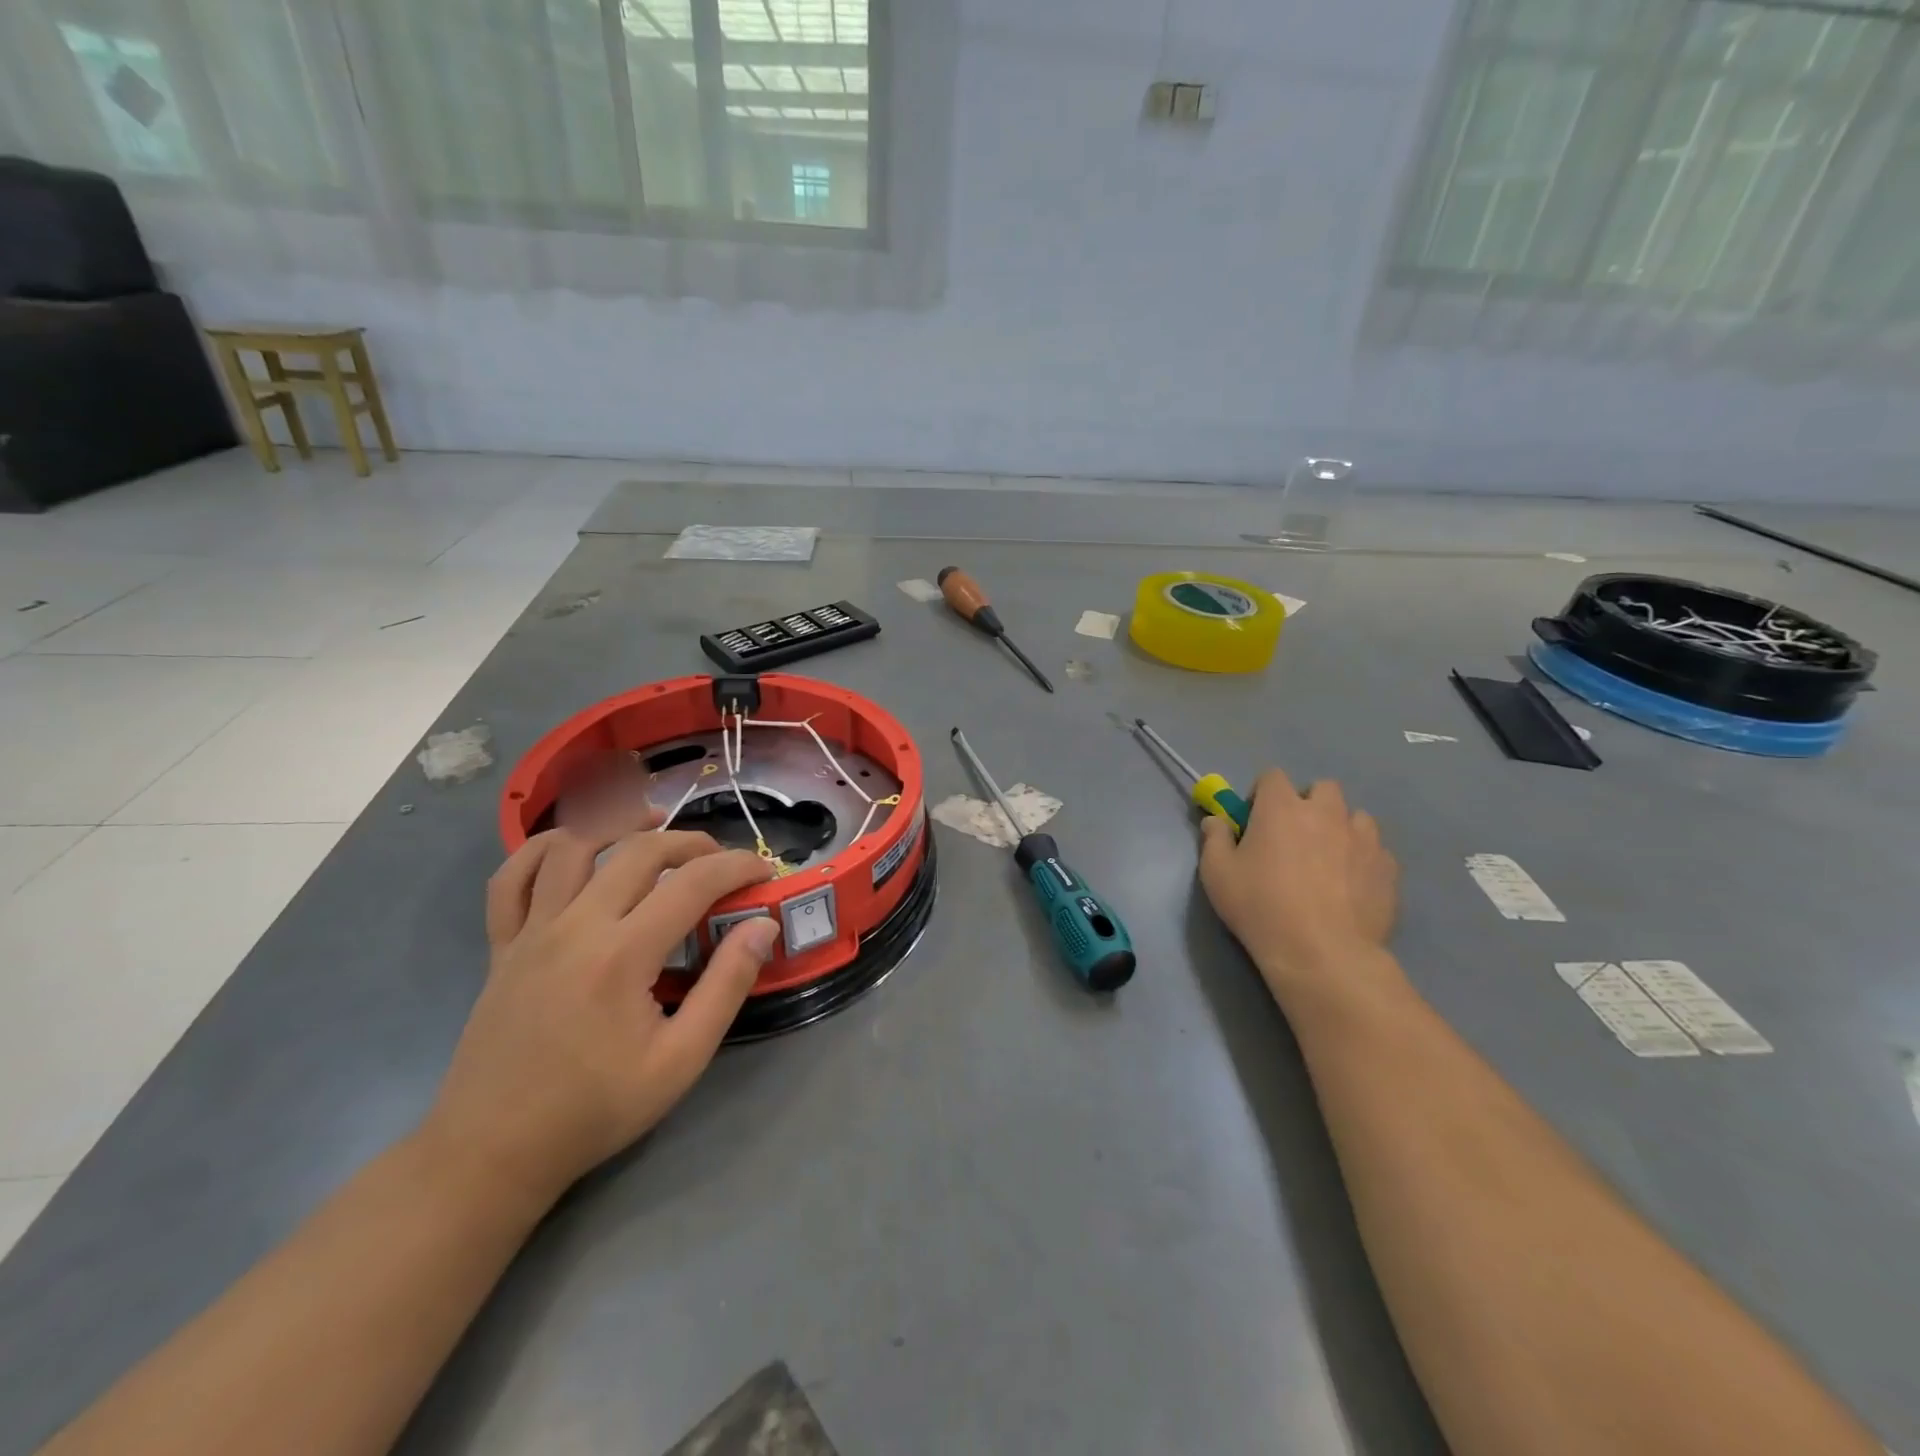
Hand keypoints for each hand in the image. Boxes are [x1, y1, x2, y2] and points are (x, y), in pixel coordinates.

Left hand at [419, 819, 778, 1210]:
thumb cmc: (595, 1109)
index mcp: (622, 955)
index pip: (693, 882)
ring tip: (653, 827)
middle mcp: (575, 926)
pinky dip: (541, 849)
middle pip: (639, 851)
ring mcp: (531, 932)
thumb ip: (726, 986)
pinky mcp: (501, 946)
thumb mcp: (680, 1061)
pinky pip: (511, 879)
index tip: (765, 872)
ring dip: (619, 826)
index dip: (737, 866)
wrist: (492, 1152)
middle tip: (721, 863)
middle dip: (692, 843)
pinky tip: (573, 848)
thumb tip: (763, 927)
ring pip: (573, 847)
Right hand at [1199, 770, 1399, 1006]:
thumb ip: (1214, 838)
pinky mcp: (1388, 868)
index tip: (1254, 821)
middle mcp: (1326, 812)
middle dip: (1308, 804)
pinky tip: (1350, 886)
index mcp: (1282, 807)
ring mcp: (1363, 839)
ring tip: (1327, 860)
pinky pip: (1376, 851)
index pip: (1272, 776)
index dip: (1262, 794)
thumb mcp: (1216, 873)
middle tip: (1294, 837)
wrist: (1321, 953)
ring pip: (1355, 817)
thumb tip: (1216, 820)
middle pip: (1322, 788)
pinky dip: (1362, 859)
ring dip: (1340, 828)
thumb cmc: (1260, 906)